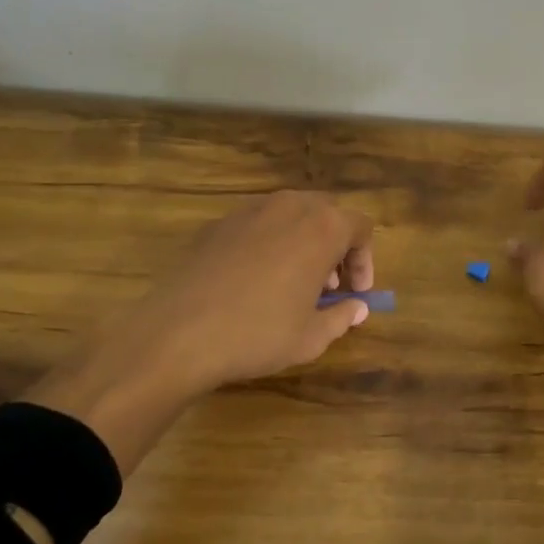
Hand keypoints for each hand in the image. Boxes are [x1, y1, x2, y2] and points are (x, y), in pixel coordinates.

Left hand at [26, 191, 374, 468]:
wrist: (179, 333)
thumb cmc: (258, 334)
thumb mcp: (311, 336)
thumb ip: (342, 316)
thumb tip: (357, 308)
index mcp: (322, 227)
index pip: (360, 227)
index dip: (365, 260)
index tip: (357, 292)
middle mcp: (289, 206)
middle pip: (327, 213)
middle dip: (335, 246)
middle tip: (330, 286)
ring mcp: (249, 210)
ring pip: (291, 215)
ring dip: (303, 242)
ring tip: (294, 283)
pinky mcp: (217, 224)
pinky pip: (257, 225)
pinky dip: (269, 244)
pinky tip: (255, 281)